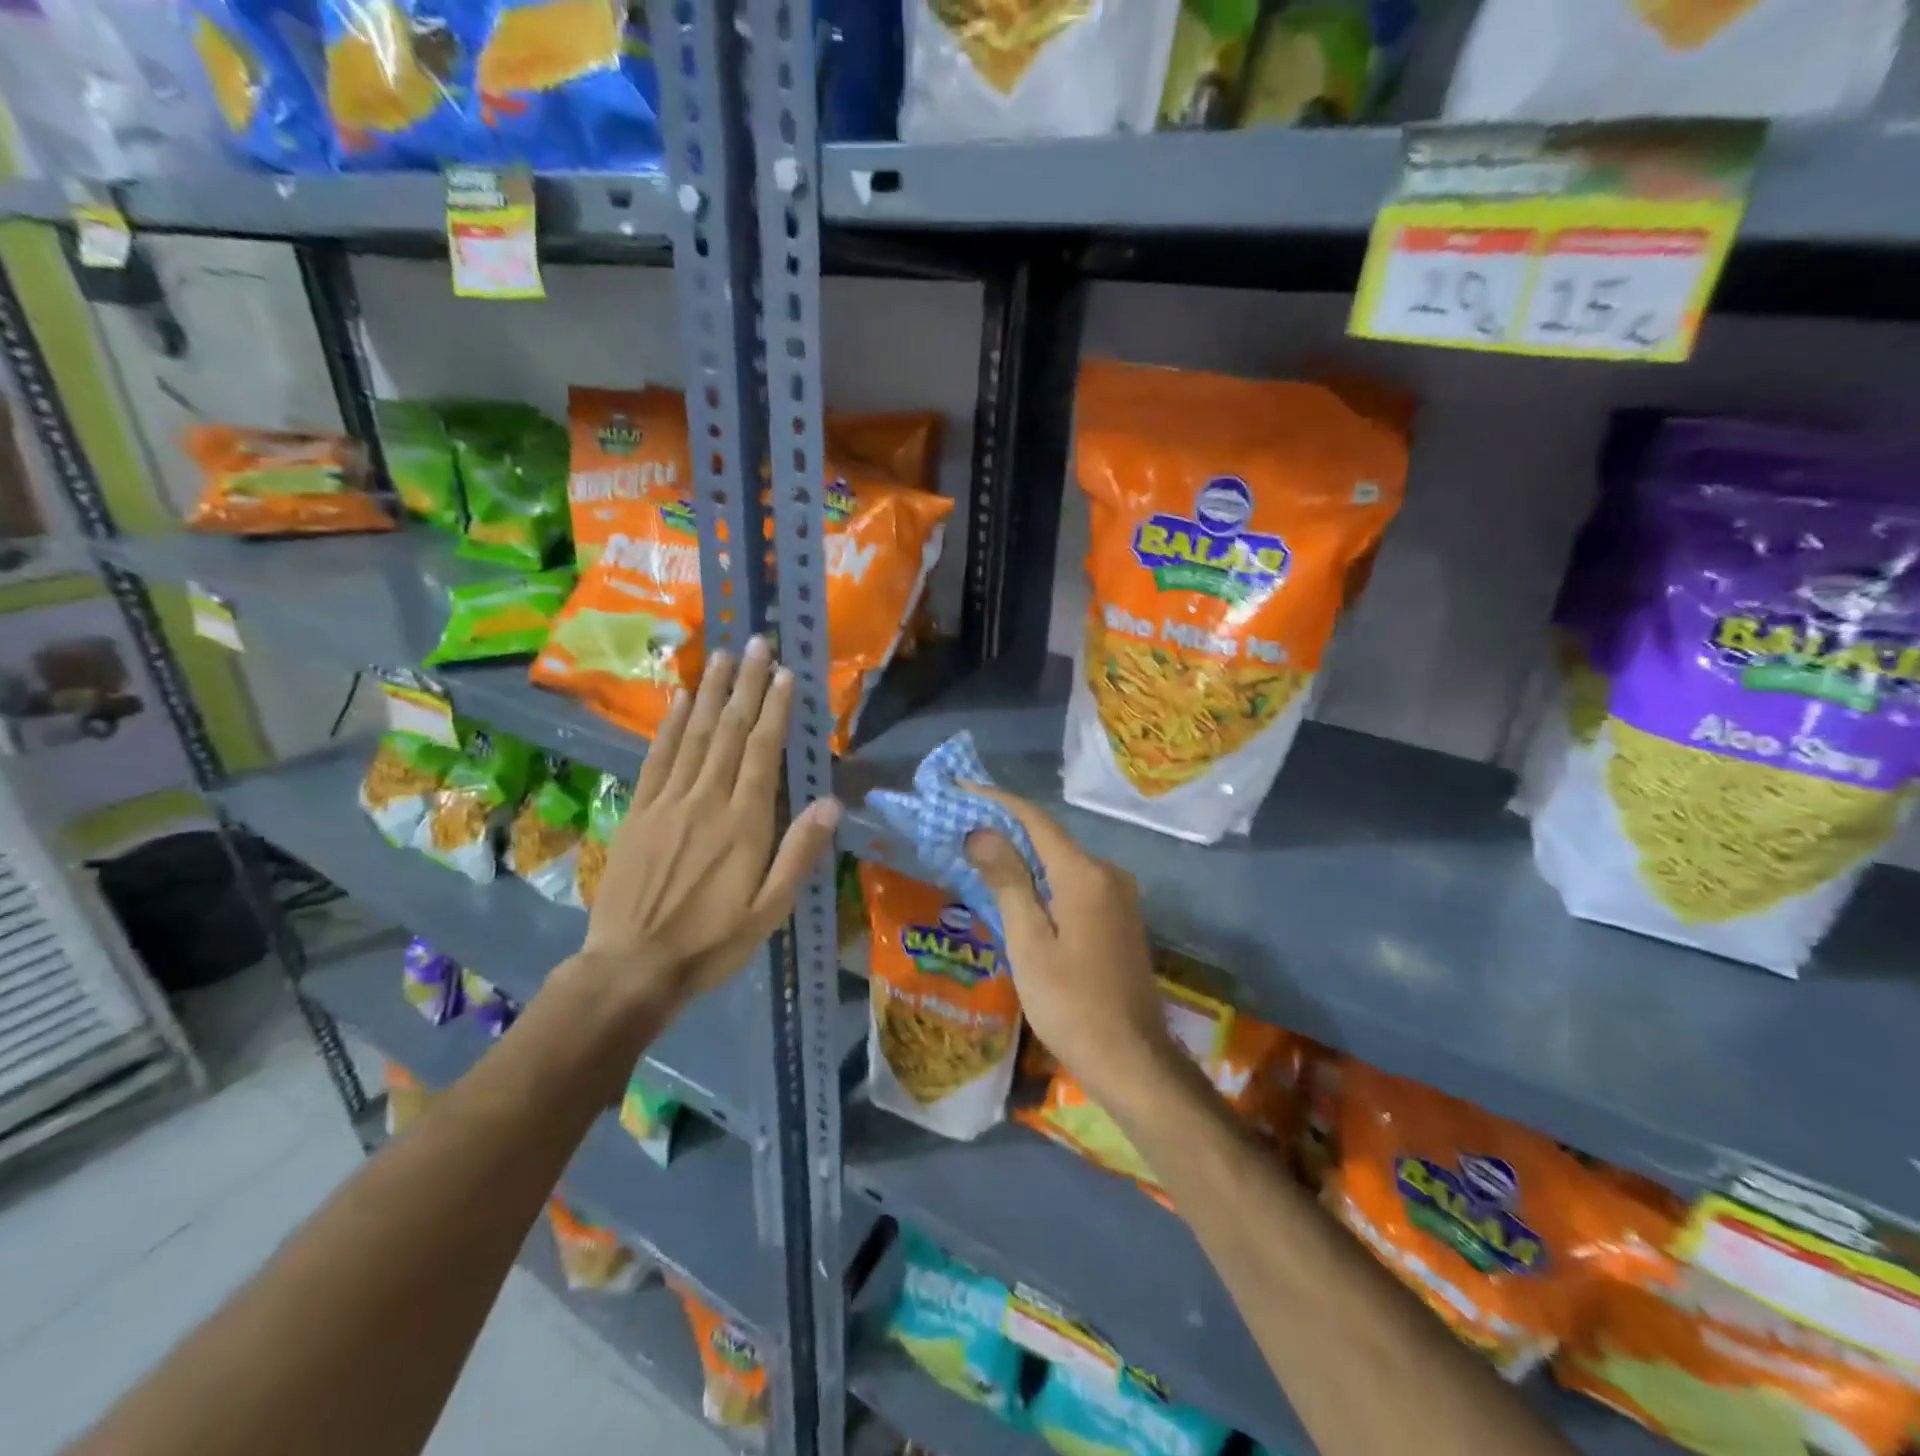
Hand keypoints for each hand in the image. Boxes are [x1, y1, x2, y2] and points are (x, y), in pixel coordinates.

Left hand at [576, 635, 839, 1019]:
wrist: (632, 967)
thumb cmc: (712, 942)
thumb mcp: (770, 909)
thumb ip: (799, 853)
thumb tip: (831, 803)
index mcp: (744, 823)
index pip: (762, 752)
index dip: (776, 709)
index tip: (786, 674)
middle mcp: (707, 800)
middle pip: (730, 732)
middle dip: (747, 685)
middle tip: (757, 643)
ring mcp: (669, 802)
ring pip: (695, 735)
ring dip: (712, 693)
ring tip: (724, 656)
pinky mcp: (640, 812)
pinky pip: (658, 758)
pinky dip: (671, 725)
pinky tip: (681, 699)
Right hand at [963, 786, 1175, 1106]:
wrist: (1132, 1059)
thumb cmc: (1071, 1003)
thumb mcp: (1029, 943)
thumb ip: (1008, 881)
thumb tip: (982, 831)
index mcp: (1085, 874)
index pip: (1035, 820)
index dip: (997, 802)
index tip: (961, 789)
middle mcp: (1108, 873)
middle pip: (1050, 839)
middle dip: (1006, 830)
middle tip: (961, 828)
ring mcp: (1119, 896)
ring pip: (1062, 863)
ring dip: (1023, 857)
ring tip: (980, 858)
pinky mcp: (1121, 918)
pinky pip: (1075, 884)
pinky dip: (1044, 881)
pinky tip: (1019, 893)